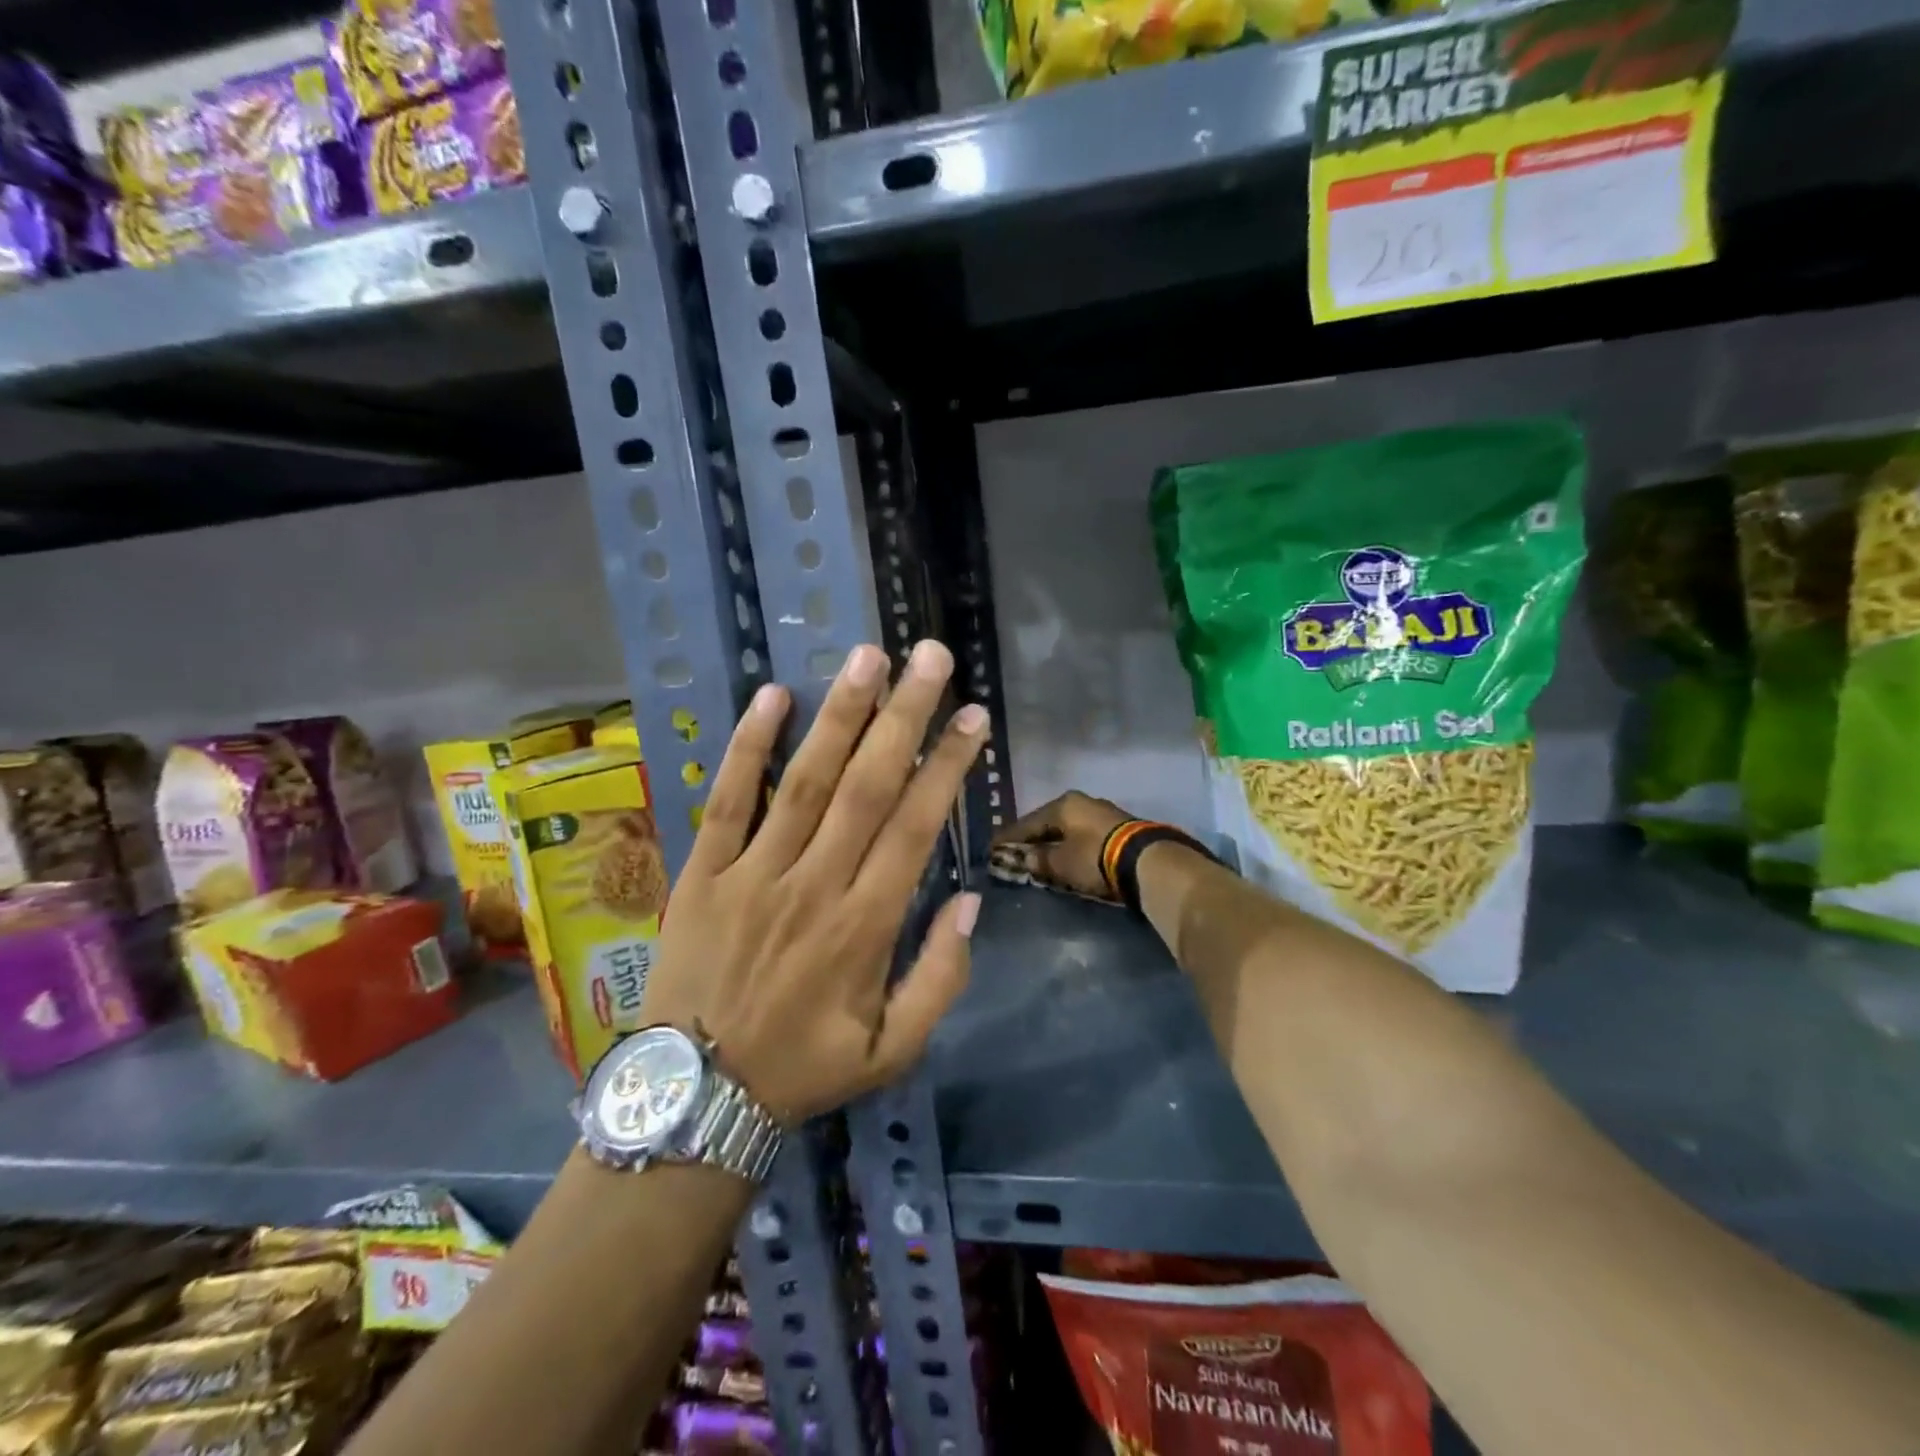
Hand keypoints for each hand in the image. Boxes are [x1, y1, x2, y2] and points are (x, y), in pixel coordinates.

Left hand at [641, 640, 987, 1124]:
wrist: (695, 1097)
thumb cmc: (802, 1068)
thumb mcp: (892, 1051)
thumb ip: (940, 978)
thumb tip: (970, 901)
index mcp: (865, 926)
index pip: (914, 827)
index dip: (946, 767)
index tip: (971, 717)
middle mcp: (814, 884)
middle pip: (866, 785)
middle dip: (902, 716)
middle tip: (928, 657)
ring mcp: (753, 873)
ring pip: (804, 780)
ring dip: (839, 715)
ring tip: (867, 657)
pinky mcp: (702, 872)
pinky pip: (726, 800)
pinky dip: (748, 747)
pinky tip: (771, 697)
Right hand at [993, 791, 1135, 899]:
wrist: (1146, 861)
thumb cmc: (1094, 857)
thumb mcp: (1060, 862)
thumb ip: (1039, 859)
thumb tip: (1026, 858)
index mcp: (1063, 804)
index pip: (1027, 822)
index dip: (1008, 837)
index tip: (991, 848)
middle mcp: (1081, 802)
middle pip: (1048, 822)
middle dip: (1032, 838)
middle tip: (1015, 852)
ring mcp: (1102, 812)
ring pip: (1067, 828)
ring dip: (1053, 842)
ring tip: (1040, 856)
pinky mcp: (1118, 828)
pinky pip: (1083, 836)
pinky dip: (1071, 846)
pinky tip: (1066, 856)